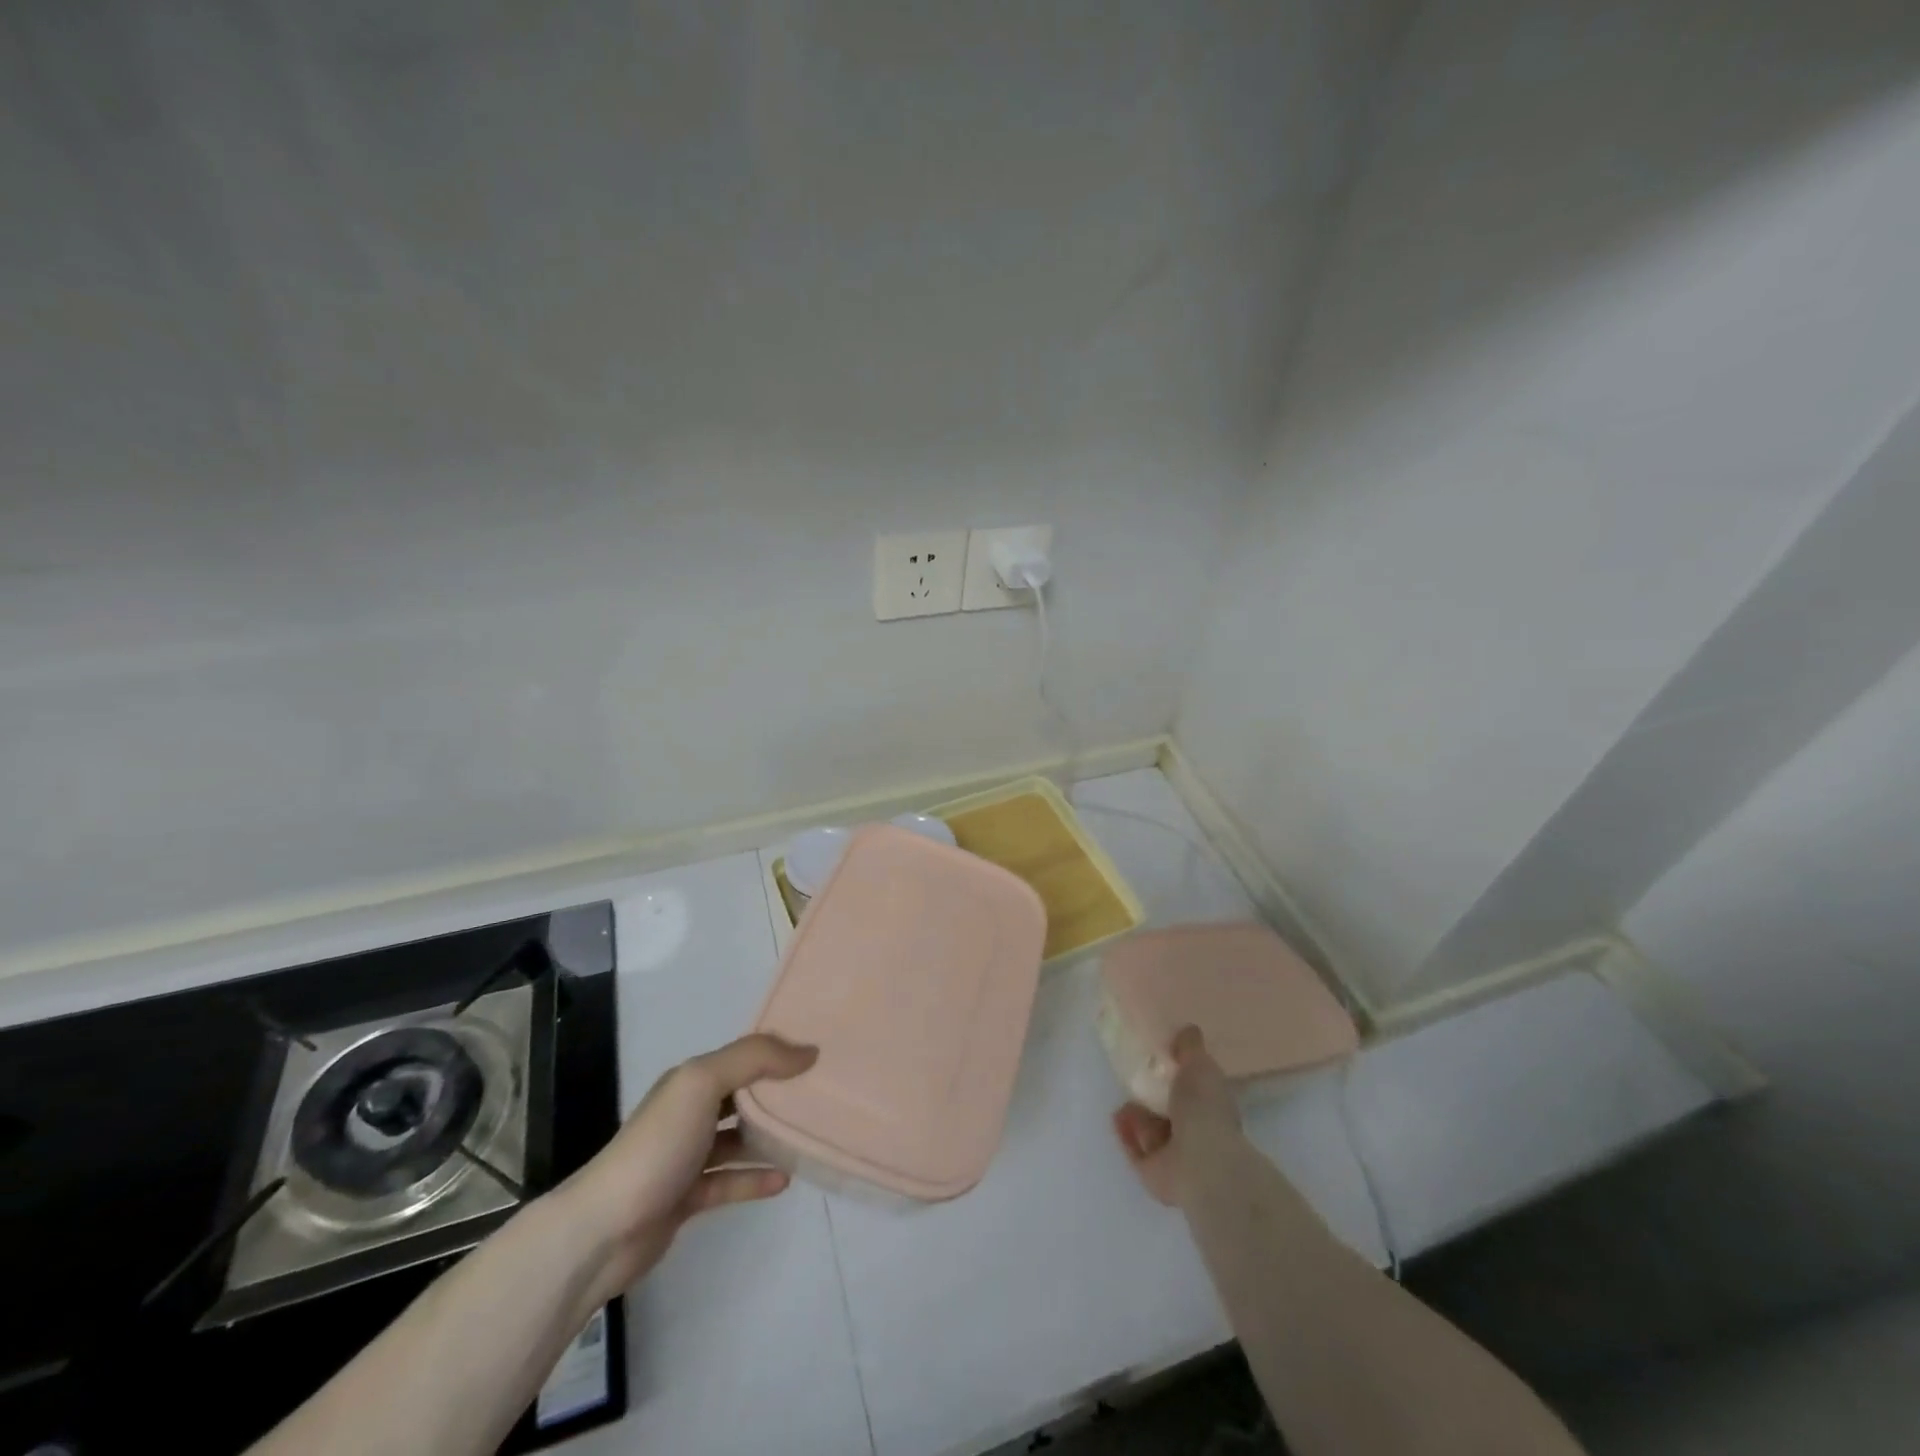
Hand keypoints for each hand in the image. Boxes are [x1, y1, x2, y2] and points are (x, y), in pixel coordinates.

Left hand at [557, 1033, 817, 1302]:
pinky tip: (784, 1180)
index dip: (777, 1052)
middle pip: (741, 1095)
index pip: (742, 1056)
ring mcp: (686, 1157)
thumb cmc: (657, 1146)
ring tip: (808, 1136)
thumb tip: (808, 1052)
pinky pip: (729, 1180)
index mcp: (690, 1081)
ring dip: (769, 1137)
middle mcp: (688, 1112)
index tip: (819, 1054)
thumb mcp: (703, 1083)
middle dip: (777, 1093)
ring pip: (737, 1138)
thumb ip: (754, 1059)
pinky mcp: (686, 1197)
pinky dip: (755, 1178)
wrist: (603, 1229)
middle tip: (822, 1094)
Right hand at [1111, 1026, 1240, 1206]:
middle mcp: (1196, 1132)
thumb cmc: (1204, 1108)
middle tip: (1133, 1078)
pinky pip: (1135, 1149)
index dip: (1177, 1075)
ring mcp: (1175, 1156)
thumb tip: (1188, 1029)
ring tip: (1124, 1099)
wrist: (1199, 1162)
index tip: (1157, 1060)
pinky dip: (1126, 1133)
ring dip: (1137, 1115)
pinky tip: (1117, 1117)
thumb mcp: (1199, 1065)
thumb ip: (1190, 1048)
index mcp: (1211, 1106)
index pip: (1194, 1089)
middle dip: (1151, 1096)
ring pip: (1151, 1130)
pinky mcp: (1153, 1172)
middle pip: (1169, 1111)